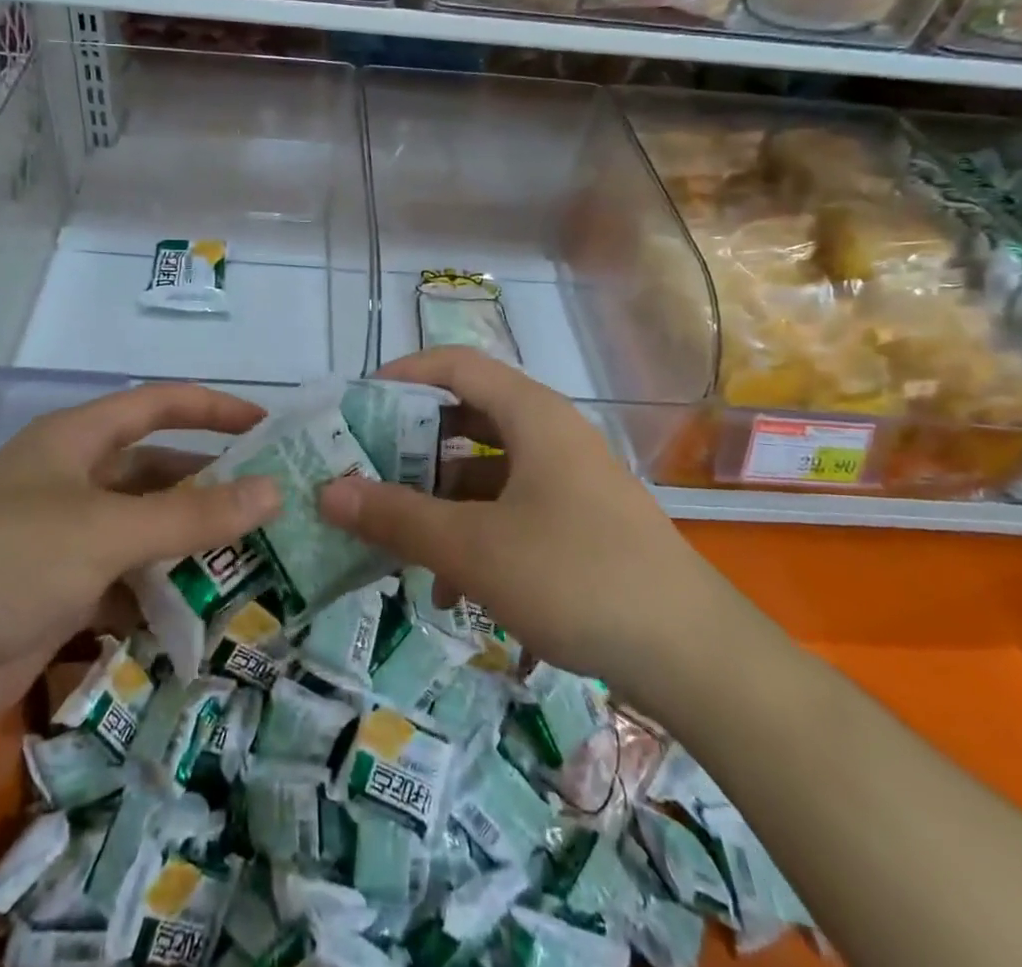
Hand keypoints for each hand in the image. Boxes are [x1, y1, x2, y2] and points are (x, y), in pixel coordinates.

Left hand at [0, 384, 280, 759]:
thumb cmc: (8, 560)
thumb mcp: (108, 530)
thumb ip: (193, 514)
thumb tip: (273, 493)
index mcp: (75, 440)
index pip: (157, 405)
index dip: (213, 408)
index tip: (267, 427)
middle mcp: (71, 481)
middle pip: (155, 471)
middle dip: (209, 486)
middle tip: (272, 506)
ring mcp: (62, 540)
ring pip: (143, 531)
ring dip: (189, 546)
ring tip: (254, 562)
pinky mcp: (56, 595)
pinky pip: (124, 583)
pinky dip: (158, 594)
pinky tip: (201, 614)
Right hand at [318, 346, 729, 699]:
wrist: (694, 656)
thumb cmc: (576, 577)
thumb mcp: (472, 549)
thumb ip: (396, 517)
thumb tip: (328, 491)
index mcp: (532, 415)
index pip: (456, 365)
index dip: (404, 374)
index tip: (358, 402)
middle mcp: (551, 434)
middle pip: (468, 416)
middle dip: (414, 444)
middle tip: (366, 470)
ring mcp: (568, 479)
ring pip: (486, 468)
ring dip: (440, 497)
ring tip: (398, 538)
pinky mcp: (579, 522)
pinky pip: (511, 507)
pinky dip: (474, 531)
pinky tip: (451, 588)